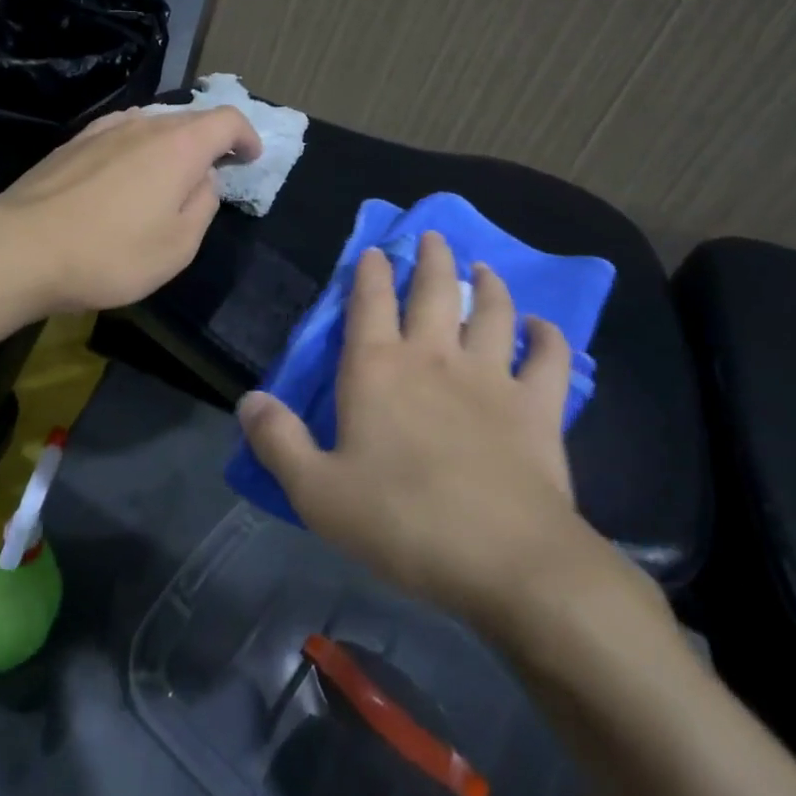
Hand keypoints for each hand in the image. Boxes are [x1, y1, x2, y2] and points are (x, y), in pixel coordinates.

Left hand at [0, 106, 262, 313]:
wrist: (20, 249)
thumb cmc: (111, 253)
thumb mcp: (178, 245)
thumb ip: (203, 205)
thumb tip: (203, 180)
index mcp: (179, 145)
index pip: (227, 120)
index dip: (246, 136)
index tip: (249, 158)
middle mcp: (144, 124)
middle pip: (190, 119)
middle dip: (210, 141)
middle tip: (214, 172)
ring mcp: (103, 129)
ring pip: (152, 125)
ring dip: (171, 145)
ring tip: (169, 176)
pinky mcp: (72, 143)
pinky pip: (120, 134)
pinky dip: (137, 149)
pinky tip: (125, 176)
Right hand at [238, 232, 650, 640]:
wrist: (505, 559)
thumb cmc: (402, 523)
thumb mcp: (317, 492)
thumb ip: (278, 441)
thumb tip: (247, 400)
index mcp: (377, 370)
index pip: (369, 302)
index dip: (369, 272)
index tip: (374, 251)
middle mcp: (434, 357)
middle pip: (434, 290)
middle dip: (431, 258)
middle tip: (434, 236)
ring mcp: (491, 376)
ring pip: (493, 311)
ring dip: (488, 285)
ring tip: (483, 269)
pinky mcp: (538, 406)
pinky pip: (548, 358)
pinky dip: (547, 337)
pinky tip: (542, 327)